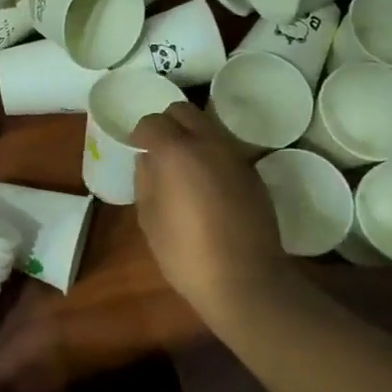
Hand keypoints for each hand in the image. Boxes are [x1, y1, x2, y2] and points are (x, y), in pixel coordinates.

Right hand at [131, 102, 289, 314]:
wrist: (247, 280)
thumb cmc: (187, 254)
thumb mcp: (150, 220)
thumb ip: (145, 181)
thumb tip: (148, 160)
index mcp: (176, 152)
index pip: (152, 122)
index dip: (141, 135)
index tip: (138, 150)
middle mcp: (208, 143)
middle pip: (184, 111)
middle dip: (168, 123)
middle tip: (160, 150)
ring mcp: (235, 156)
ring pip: (209, 126)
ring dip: (192, 136)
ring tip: (184, 167)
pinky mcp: (253, 173)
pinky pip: (226, 149)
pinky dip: (212, 154)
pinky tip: (208, 185)